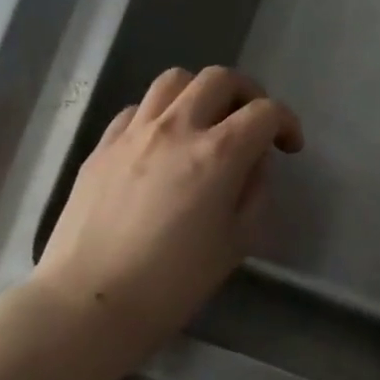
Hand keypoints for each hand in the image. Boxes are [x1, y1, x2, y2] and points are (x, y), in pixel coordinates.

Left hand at [31, 67, 302, 363]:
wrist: (90, 301)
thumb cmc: (173, 282)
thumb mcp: (237, 242)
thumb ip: (254, 192)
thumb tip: (251, 164)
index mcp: (219, 154)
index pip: (265, 112)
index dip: (286, 123)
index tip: (289, 146)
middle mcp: (177, 128)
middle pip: (220, 78)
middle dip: (248, 93)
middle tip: (252, 124)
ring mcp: (134, 132)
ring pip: (174, 80)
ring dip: (201, 93)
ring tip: (206, 122)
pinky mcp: (102, 146)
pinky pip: (138, 108)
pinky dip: (162, 114)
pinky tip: (162, 144)